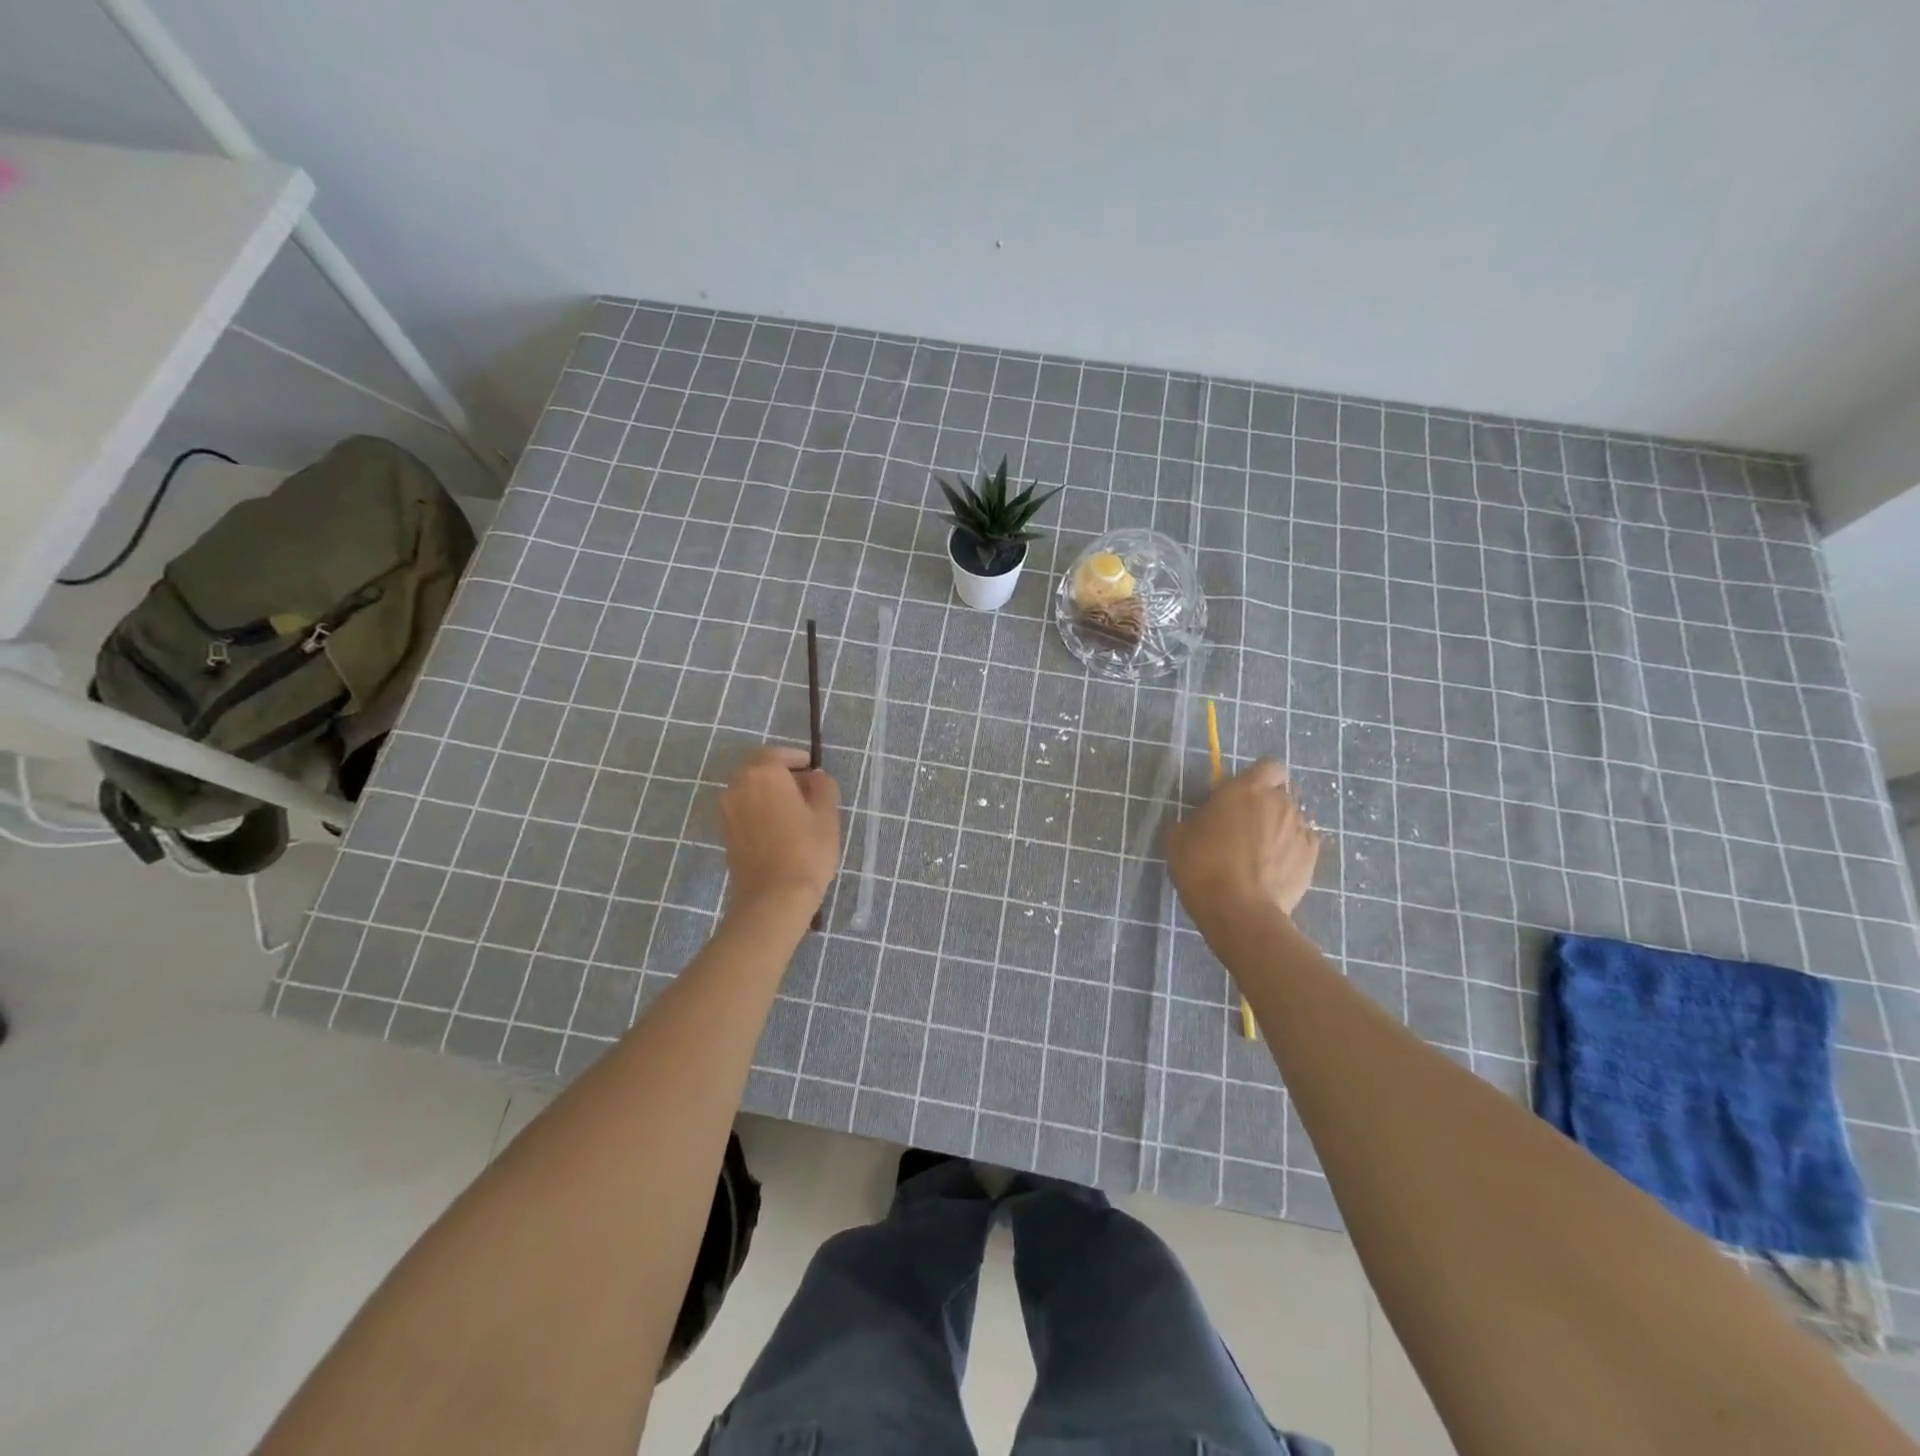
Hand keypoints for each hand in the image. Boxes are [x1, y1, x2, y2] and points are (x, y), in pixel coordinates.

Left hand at [719, 746, 839, 915]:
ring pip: (750, 790)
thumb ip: (823, 787)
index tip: (812, 768)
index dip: (796, 758)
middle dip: (781, 774)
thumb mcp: (827, 815)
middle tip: (805, 789)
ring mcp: (728, 810)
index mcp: (764, 773)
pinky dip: (759, 810)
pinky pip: (744, 809)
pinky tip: (778, 828)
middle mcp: (739, 785)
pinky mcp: (725, 832)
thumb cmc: (806, 851)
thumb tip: (815, 776)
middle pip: (760, 770)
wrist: (773, 898)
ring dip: (769, 792)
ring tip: (794, 811)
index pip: (778, 754)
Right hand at [1167, 759, 1320, 934]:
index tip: (1240, 795)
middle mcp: (1279, 803)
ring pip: (1291, 819)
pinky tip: (1275, 868)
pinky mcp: (1312, 858)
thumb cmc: (1202, 867)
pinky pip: (1302, 843)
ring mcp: (1299, 830)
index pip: (1268, 766)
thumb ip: (1196, 817)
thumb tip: (1203, 817)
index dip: (1258, 778)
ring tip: (1260, 854)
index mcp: (1246, 790)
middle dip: (1265, 805)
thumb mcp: (1179, 836)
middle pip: (1279, 794)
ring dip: (1278, 828)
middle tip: (1244, 828)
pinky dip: (1291, 850)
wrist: (1239, 911)